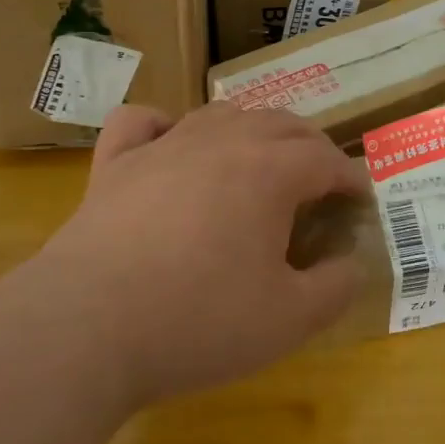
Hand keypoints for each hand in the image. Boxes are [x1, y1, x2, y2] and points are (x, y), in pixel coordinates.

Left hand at [14, 103, 371, 408]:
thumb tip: (351, 263)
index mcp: (270, 171)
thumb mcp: (289, 320)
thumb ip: (336, 288)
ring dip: (251, 131)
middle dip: (310, 148)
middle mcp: (221, 142)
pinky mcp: (115, 164)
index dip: (350, 179)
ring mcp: (163, 146)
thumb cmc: (198, 321)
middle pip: (281, 124)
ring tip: (258, 162)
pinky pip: (143, 122)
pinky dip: (166, 125)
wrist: (85, 329)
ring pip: (221, 114)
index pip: (326, 159)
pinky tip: (171, 144)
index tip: (359, 202)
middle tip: (318, 184)